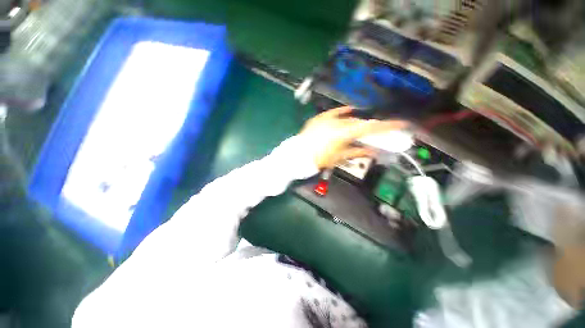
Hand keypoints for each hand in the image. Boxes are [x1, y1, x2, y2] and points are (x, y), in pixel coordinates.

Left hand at [298, 106, 407, 168]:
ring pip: (349, 118)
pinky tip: (350, 110)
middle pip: (360, 122)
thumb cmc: (318, 159)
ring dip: (358, 122)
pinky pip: (335, 112)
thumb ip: (357, 152)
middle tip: (380, 129)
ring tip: (364, 127)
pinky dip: (343, 112)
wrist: (298, 155)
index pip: (370, 127)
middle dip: (371, 126)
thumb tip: (372, 151)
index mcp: (343, 133)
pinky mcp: (320, 118)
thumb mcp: (339, 157)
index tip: (401, 123)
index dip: (387, 125)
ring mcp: (327, 118)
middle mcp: (337, 122)